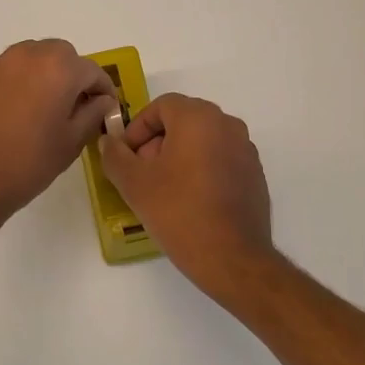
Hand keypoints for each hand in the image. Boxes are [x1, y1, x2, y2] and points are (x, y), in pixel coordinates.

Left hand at [0, 40, 118, 229]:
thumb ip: (93, 113)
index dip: (103, 89)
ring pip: (28, 59)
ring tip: (39, 107)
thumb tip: (101, 100)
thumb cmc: (29, 163)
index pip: (92, 70)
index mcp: (58, 68)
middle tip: (71, 105)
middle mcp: (26, 56)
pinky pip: (1, 74)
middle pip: (59, 54)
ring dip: (40, 75)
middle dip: (70, 74)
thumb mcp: (72, 141)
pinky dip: (12, 86)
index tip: (104, 108)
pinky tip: (8, 115)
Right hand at [98, 93, 279, 302]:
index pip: (161, 106)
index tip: (126, 155)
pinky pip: (220, 159)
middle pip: (183, 121)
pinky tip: (190, 201)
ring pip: (203, 140)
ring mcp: (245, 150)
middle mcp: (227, 125)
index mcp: (199, 118)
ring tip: (163, 189)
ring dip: (179, 156)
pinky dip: (201, 169)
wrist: (232, 258)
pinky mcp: (255, 175)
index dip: (138, 128)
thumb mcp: (134, 183)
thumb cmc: (179, 211)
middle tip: (142, 172)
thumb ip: (115, 156)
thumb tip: (109, 142)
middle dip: (157, 142)